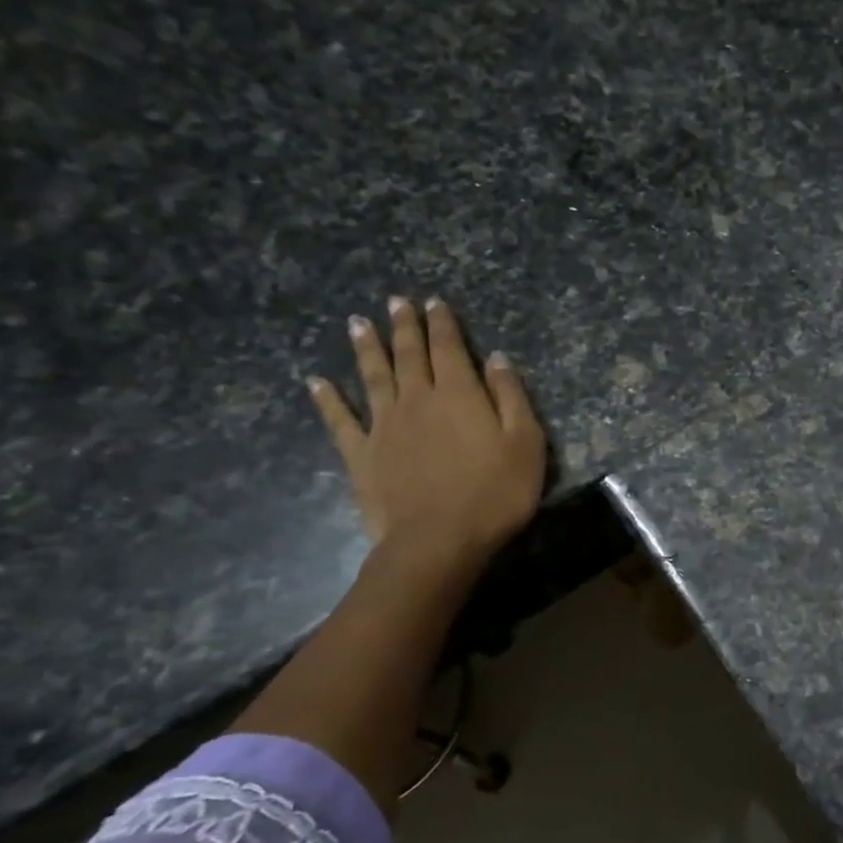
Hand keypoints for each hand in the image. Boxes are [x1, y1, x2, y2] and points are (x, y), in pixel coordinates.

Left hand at [309, 296, 545, 563]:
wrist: (438, 540)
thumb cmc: (495, 493)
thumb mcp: (526, 444)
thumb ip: (512, 398)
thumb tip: (497, 359)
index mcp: (459, 395)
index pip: (450, 349)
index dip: (443, 324)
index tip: (435, 302)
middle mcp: (417, 400)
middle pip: (409, 355)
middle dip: (404, 326)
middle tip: (396, 301)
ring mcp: (384, 426)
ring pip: (373, 377)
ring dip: (367, 349)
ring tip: (358, 324)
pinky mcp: (361, 455)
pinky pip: (340, 421)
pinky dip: (327, 400)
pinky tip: (316, 382)